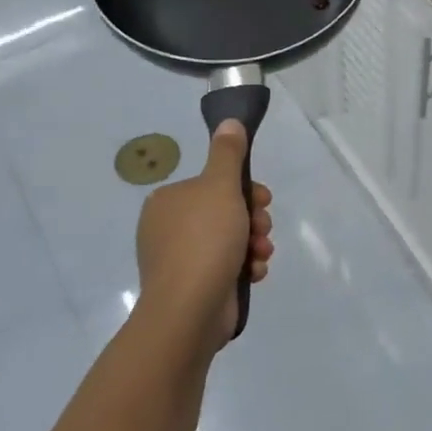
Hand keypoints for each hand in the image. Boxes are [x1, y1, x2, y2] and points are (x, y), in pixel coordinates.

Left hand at [134, 120, 273, 359]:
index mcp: (168, 201)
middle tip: (262, 228)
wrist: (188, 309)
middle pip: (226, 212)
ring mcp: (179, 260)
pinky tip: (253, 273)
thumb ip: (228, 153)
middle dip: (253, 220)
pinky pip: (226, 267)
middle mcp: (169, 228)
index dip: (246, 190)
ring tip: (260, 254)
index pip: (215, 185)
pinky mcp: (192, 287)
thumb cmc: (204, 240)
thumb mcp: (221, 187)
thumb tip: (229, 121)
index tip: (262, 200)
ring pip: (230, 240)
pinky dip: (244, 267)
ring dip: (253, 244)